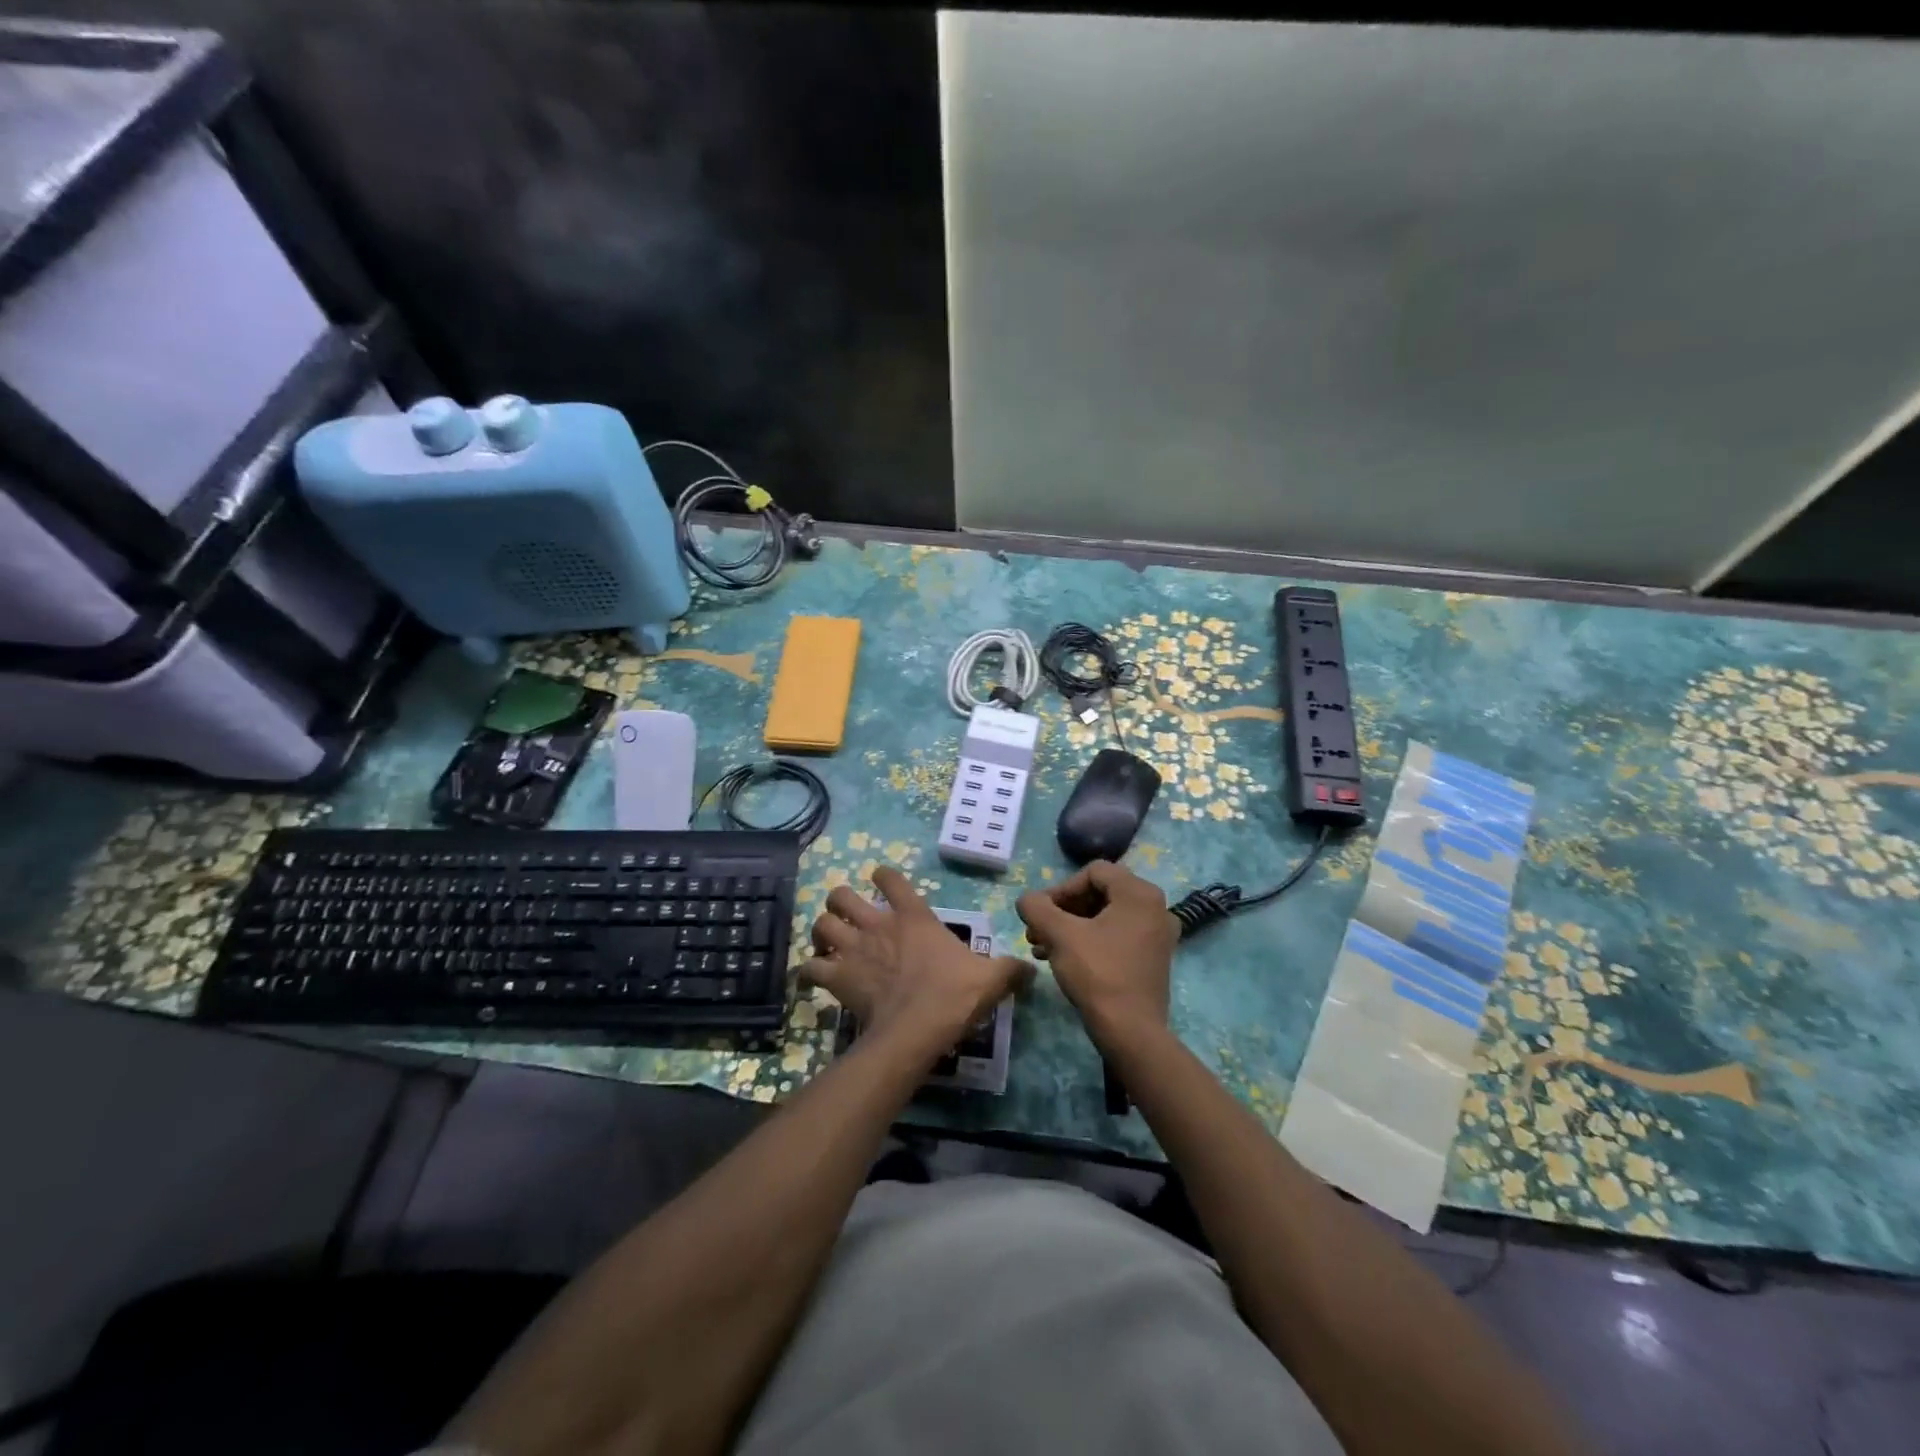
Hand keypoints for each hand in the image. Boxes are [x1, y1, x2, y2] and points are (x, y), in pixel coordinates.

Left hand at [805, 867, 1032, 1053]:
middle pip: (841, 895)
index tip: (882, 881)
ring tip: (829, 942)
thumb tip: (1032, 972)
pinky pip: (810, 967)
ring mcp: (854, 949)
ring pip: (821, 924)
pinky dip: (811, 970)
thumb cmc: (953, 994)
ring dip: (822, 931)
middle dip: (840, 901)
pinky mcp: (837, 978)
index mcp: (913, 916)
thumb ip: (1010, 970)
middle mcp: (877, 924)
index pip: (890, 879)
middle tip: (848, 916)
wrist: (918, 1028)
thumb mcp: (991, 979)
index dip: (883, 876)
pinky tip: (817, 977)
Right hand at [1016, 860, 1177, 1047]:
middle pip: (1099, 893)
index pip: (1092, 872)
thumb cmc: (1098, 973)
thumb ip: (1037, 908)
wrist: (1131, 1032)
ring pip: (1105, 917)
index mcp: (1139, 893)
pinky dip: (1089, 941)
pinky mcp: (1153, 959)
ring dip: (1070, 927)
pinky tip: (1062, 960)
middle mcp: (1155, 907)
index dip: (1060, 888)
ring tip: (1041, 947)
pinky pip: (1117, 936)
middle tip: (1036, 931)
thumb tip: (1026, 900)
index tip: (1040, 913)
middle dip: (1063, 910)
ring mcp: (1157, 935)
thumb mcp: (1059, 935)